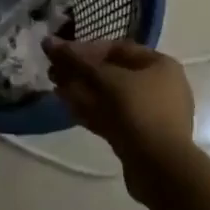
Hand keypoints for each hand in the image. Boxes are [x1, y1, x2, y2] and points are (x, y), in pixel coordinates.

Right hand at [43, 39, 197, 205]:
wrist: (161, 168)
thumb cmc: (138, 111)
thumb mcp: (105, 79)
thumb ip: (76, 59)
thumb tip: (48, 42)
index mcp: (160, 65)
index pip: (117, 48)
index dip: (87, 49)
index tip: (62, 54)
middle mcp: (159, 86)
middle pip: (112, 73)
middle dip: (81, 72)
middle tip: (53, 72)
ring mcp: (150, 114)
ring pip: (110, 97)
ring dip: (82, 91)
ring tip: (55, 88)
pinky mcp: (140, 137)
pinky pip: (112, 116)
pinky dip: (90, 110)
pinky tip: (67, 106)